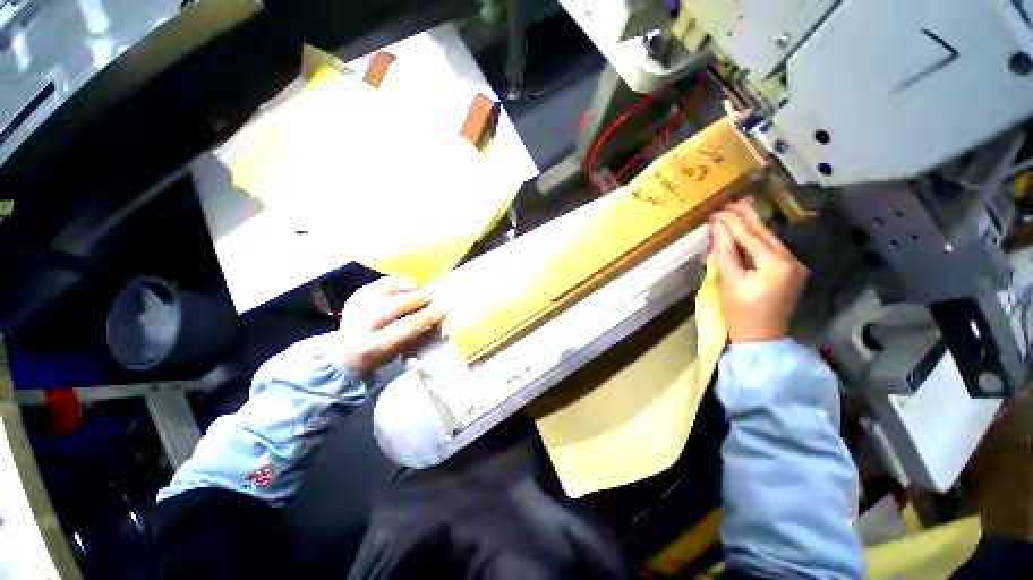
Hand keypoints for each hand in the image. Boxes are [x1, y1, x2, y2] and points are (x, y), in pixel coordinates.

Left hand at [337, 276, 446, 374]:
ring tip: (424, 289)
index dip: (426, 316)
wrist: (345, 353)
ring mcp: (355, 307)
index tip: (444, 309)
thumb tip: (438, 320)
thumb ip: (418, 337)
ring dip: (409, 287)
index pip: (405, 327)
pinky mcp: (356, 296)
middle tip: (435, 296)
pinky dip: (399, 282)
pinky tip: (411, 286)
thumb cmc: (381, 355)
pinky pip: (381, 283)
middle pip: (394, 305)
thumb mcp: (399, 353)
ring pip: (386, 290)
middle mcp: (359, 325)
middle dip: (418, 299)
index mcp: (371, 347)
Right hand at [710, 200, 806, 343]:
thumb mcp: (729, 281)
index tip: (715, 210)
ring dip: (752, 225)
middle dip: (746, 216)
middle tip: (729, 201)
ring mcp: (795, 265)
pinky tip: (748, 230)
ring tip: (737, 209)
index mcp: (776, 263)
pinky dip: (757, 238)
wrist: (762, 338)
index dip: (732, 220)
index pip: (751, 234)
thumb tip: (717, 227)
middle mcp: (792, 260)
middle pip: (765, 232)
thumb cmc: (741, 312)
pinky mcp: (791, 271)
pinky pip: (772, 248)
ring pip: (770, 239)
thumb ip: (724, 252)